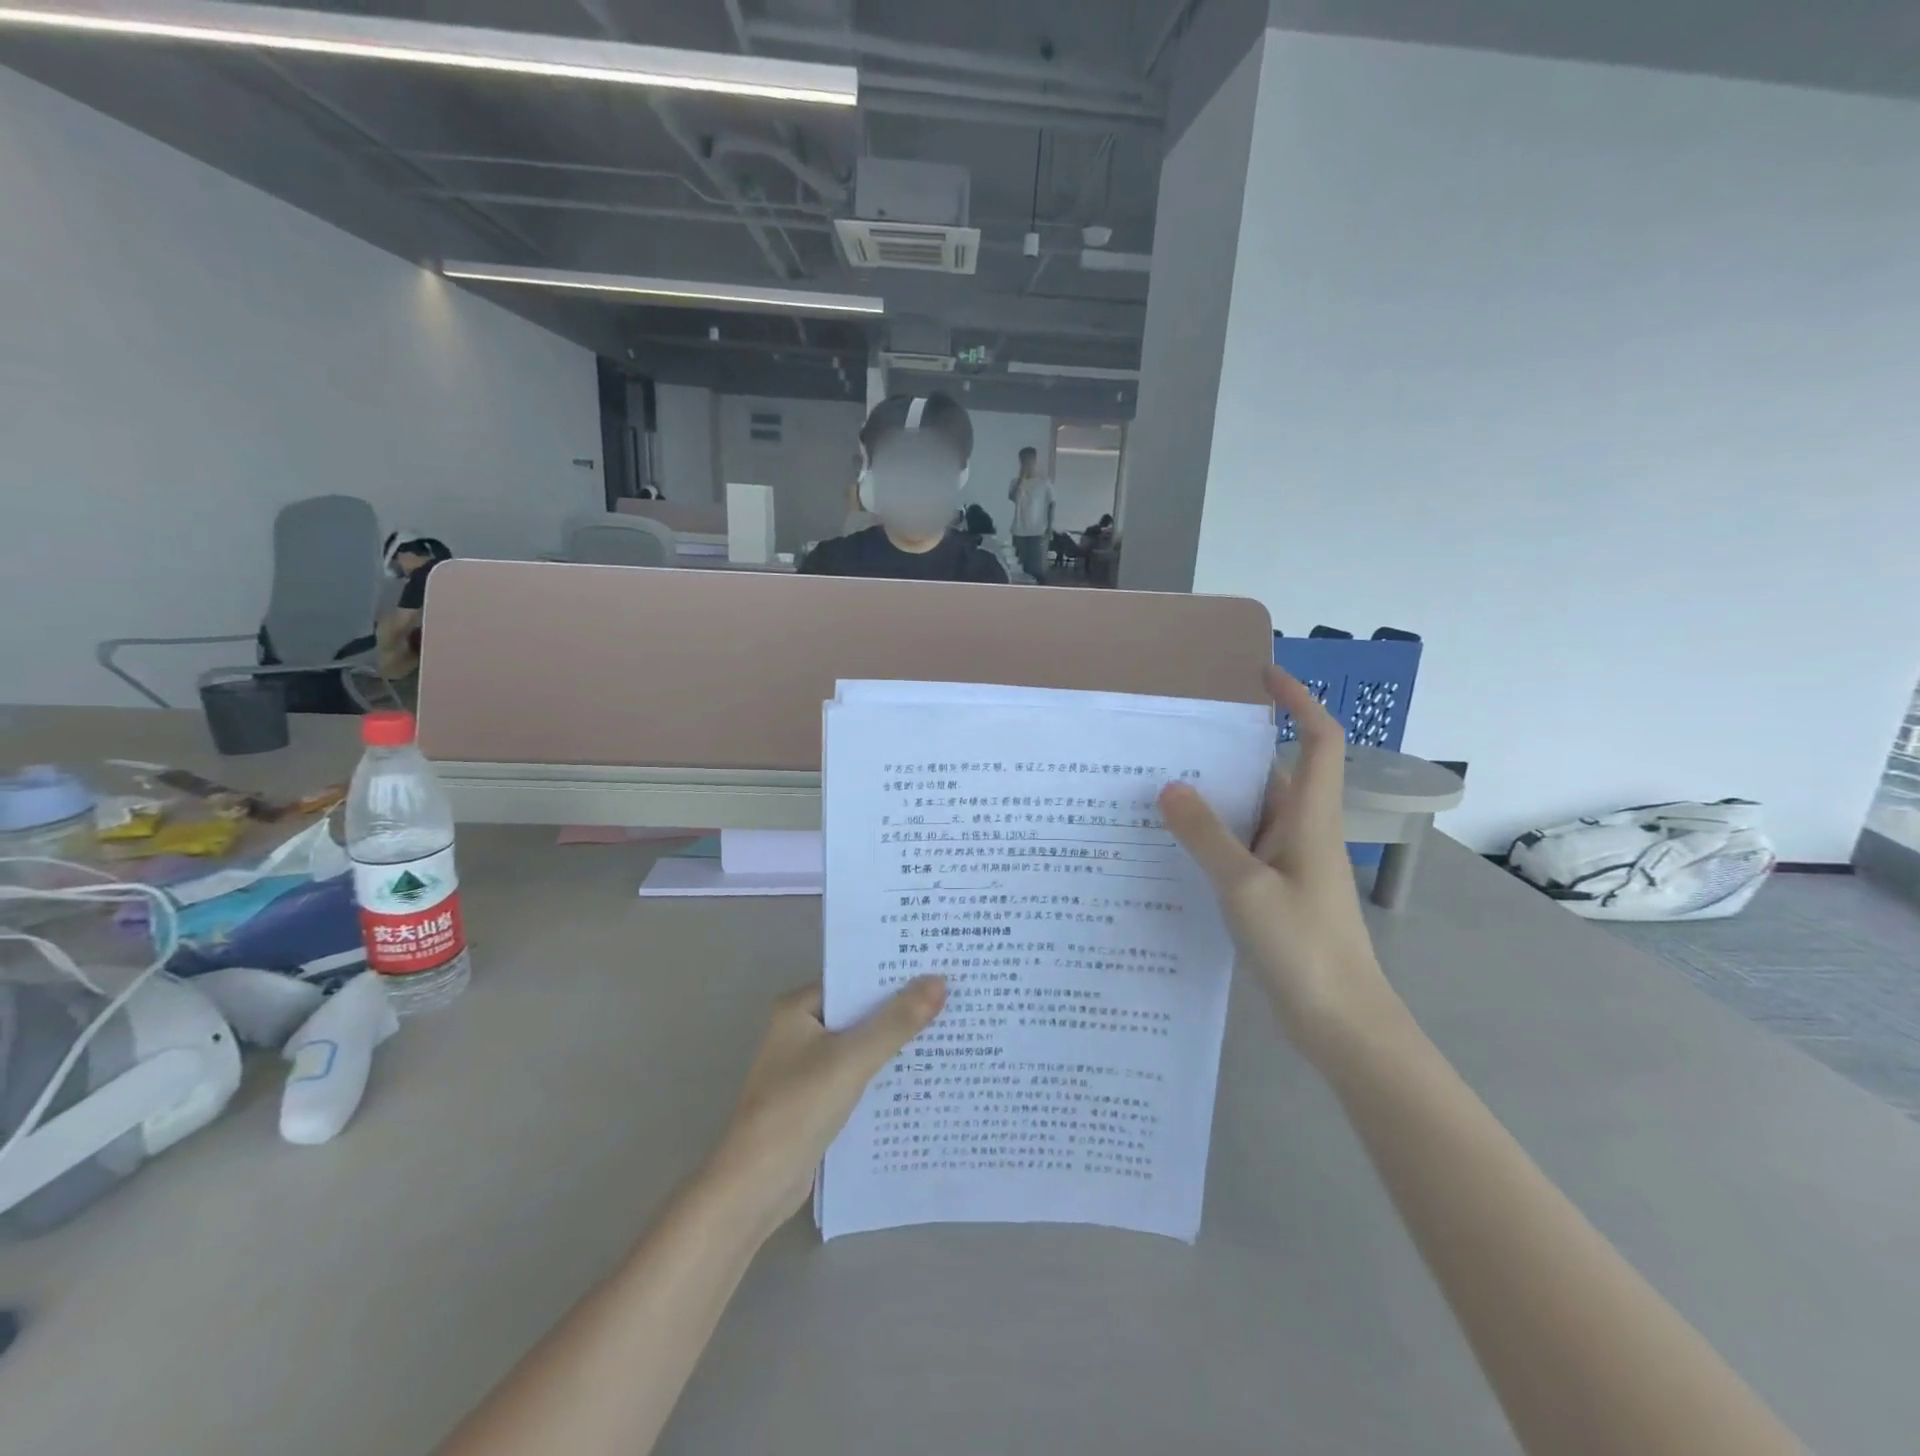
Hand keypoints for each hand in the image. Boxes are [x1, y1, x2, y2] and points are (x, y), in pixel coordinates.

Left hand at [705, 979, 946, 1238]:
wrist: (756, 1186)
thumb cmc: (798, 1109)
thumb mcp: (852, 1059)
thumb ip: (896, 1022)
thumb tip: (939, 981)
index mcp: (798, 1008)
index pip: (853, 978)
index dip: (893, 973)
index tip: (936, 964)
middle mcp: (800, 1030)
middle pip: (859, 1010)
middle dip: (900, 1007)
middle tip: (952, 994)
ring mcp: (807, 1066)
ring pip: (861, 1043)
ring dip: (894, 1041)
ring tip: (947, 1028)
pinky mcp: (817, 1099)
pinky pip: (858, 1073)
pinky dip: (883, 1072)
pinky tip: (920, 1073)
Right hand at [1159, 667, 1398, 1062]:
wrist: (1341, 1022)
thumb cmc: (1304, 947)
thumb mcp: (1245, 887)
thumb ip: (1206, 836)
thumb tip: (1171, 787)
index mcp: (1310, 818)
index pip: (1318, 740)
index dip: (1299, 701)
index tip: (1262, 675)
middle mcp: (1303, 831)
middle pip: (1272, 772)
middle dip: (1230, 750)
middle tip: (1173, 739)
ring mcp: (1290, 863)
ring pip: (1251, 813)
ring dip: (1214, 798)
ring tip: (1157, 786)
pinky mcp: (1276, 891)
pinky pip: (1241, 848)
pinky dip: (1211, 837)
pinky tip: (1172, 845)